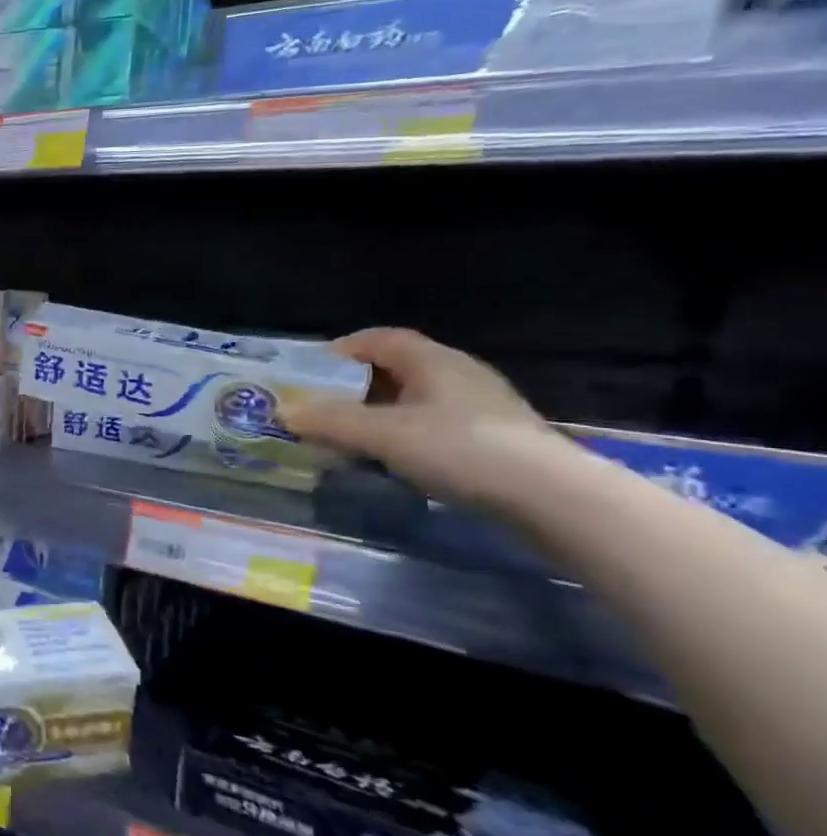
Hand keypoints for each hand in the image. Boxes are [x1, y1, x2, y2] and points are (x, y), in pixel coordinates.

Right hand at [278, 327, 562, 505]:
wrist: (551, 496)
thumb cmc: (458, 448)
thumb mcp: (381, 434)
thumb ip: (329, 421)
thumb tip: (282, 411)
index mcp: (432, 360)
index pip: (380, 339)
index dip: (342, 350)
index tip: (311, 372)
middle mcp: (458, 374)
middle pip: (396, 369)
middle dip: (355, 386)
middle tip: (323, 408)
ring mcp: (481, 407)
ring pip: (415, 399)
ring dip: (379, 413)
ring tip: (352, 437)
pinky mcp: (495, 438)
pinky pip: (435, 424)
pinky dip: (405, 433)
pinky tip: (395, 459)